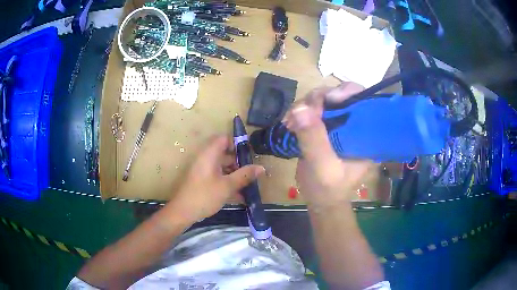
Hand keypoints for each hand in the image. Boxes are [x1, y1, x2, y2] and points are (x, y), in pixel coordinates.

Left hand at [169, 135, 264, 221]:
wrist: (183, 212)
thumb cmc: (205, 195)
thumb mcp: (227, 186)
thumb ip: (244, 175)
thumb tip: (261, 168)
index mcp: (210, 154)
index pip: (224, 139)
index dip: (237, 144)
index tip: (249, 156)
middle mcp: (206, 158)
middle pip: (225, 153)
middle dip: (239, 162)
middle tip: (252, 173)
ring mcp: (203, 170)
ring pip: (222, 167)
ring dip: (235, 174)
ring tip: (248, 186)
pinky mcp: (202, 180)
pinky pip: (218, 176)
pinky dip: (227, 182)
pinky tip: (238, 195)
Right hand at [283, 82, 371, 208]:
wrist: (320, 200)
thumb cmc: (328, 189)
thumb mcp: (323, 168)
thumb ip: (314, 140)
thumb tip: (300, 107)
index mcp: (366, 134)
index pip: (362, 100)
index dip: (344, 92)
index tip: (324, 101)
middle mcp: (355, 124)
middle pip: (339, 94)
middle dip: (318, 99)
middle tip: (299, 113)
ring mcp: (340, 123)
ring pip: (323, 99)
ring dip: (304, 106)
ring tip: (290, 122)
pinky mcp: (326, 127)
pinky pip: (312, 109)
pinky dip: (299, 112)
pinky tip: (289, 123)